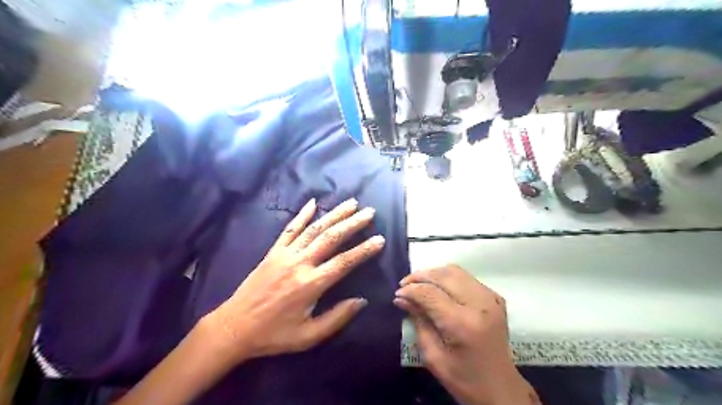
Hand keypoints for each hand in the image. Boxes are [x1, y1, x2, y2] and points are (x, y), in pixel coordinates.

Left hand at [204, 198, 382, 363]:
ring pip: (314, 229)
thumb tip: (362, 301)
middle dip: (352, 223)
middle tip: (369, 212)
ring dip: (334, 214)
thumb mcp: (309, 336)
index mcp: (311, 285)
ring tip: (351, 203)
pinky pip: (290, 229)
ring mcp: (285, 254)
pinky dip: (302, 215)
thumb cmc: (274, 335)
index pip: (344, 262)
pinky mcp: (273, 252)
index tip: (379, 239)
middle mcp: (300, 264)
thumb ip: (337, 318)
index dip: (364, 250)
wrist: (235, 327)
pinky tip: (313, 202)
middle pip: (331, 238)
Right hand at [394, 264, 540, 403]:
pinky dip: (447, 278)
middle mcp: (479, 304)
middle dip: (420, 276)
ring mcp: (490, 298)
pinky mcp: (494, 297)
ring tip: (419, 284)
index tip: (398, 294)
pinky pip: (465, 277)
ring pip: (455, 271)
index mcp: (463, 324)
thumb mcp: (433, 356)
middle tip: (404, 285)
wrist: (501, 388)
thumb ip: (418, 322)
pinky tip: (438, 288)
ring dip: (433, 274)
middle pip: (443, 275)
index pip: (430, 293)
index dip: (411, 290)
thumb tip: (402, 298)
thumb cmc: (464, 380)